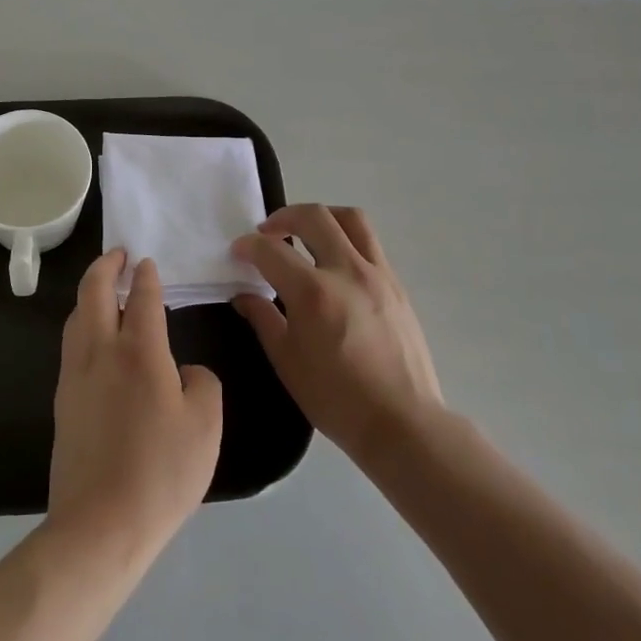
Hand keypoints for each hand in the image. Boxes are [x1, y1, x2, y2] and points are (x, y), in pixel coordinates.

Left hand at [46, 251, 223, 566]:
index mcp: (139, 352)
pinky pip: (71, 345)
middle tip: (117, 254)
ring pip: (76, 317)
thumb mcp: (206, 426)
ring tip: (105, 290)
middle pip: (94, 292)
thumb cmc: (161, 472)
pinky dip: (83, 324)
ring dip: (89, 293)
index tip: (146, 261)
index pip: (142, 298)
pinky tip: (95, 338)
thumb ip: (203, 384)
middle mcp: (100, 352)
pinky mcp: (62, 401)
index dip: (146, 276)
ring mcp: (75, 376)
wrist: (100, 524)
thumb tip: (185, 373)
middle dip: (105, 266)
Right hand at [233, 205, 443, 466]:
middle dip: (283, 217)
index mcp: (313, 293)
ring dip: (322, 217)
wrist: (402, 423)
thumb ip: (263, 319)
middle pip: (314, 217)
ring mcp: (377, 274)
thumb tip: (244, 295)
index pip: (271, 250)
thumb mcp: (287, 362)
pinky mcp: (397, 285)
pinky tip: (334, 264)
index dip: (248, 246)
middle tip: (268, 233)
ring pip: (350, 219)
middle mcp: (347, 271)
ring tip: (306, 234)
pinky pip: (370, 244)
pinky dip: (346, 239)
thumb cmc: (336, 399)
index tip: (238, 251)